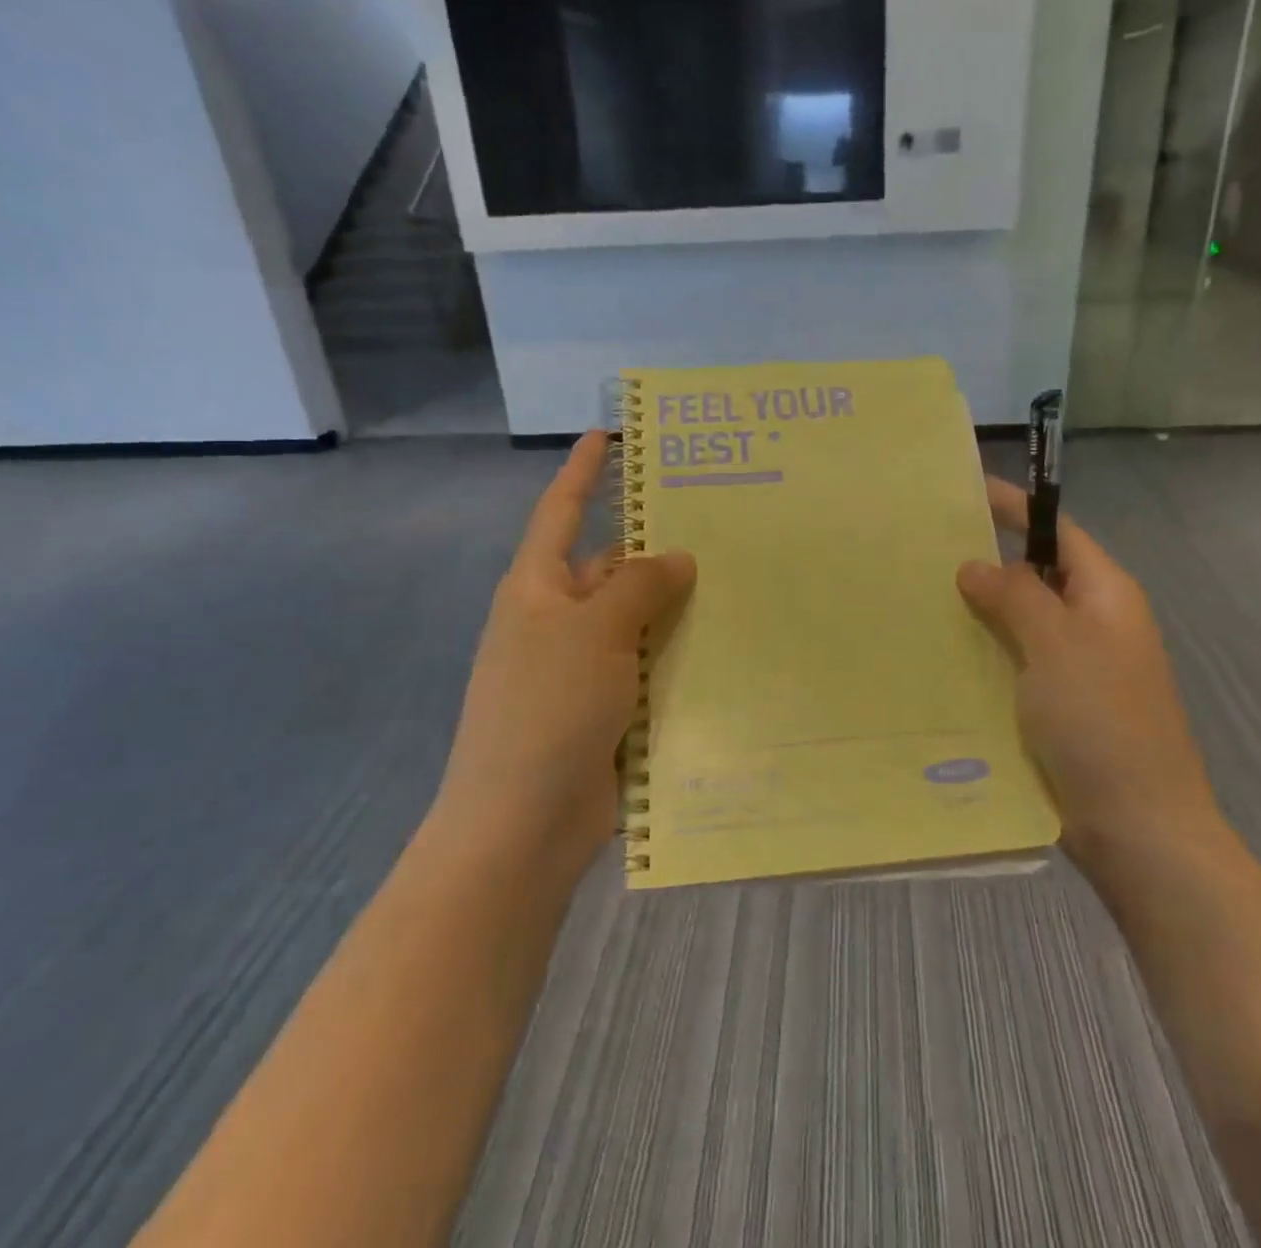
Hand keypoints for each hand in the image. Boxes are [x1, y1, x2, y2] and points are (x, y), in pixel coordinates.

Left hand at [431, 431, 695, 883]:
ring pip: (637, 620)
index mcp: (538, 589)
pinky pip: (649, 665)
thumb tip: (678, 556)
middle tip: (719, 522)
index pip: (561, 512)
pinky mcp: (607, 709)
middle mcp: (558, 621)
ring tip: (739, 579)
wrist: (521, 824)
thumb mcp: (594, 632)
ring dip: (676, 605)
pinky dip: (679, 654)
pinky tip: (728, 646)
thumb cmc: (547, 709)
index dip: (582, 472)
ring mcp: (582, 668)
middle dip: (655, 547)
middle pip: (610, 567)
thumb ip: (639, 587)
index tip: (607, 436)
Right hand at [957, 476, 1219, 858]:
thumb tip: (975, 564)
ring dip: (981, 610)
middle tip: (926, 549)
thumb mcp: (1056, 645)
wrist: (1137, 826)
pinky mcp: (1058, 707)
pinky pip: (1015, 663)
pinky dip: (984, 652)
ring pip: (1022, 622)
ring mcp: (1076, 668)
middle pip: (1038, 575)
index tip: (966, 491)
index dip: (1016, 509)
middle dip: (989, 561)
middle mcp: (1094, 624)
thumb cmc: (1101, 721)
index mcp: (1106, 596)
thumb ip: (1016, 596)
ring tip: (921, 596)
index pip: (1058, 532)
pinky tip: (942, 655)